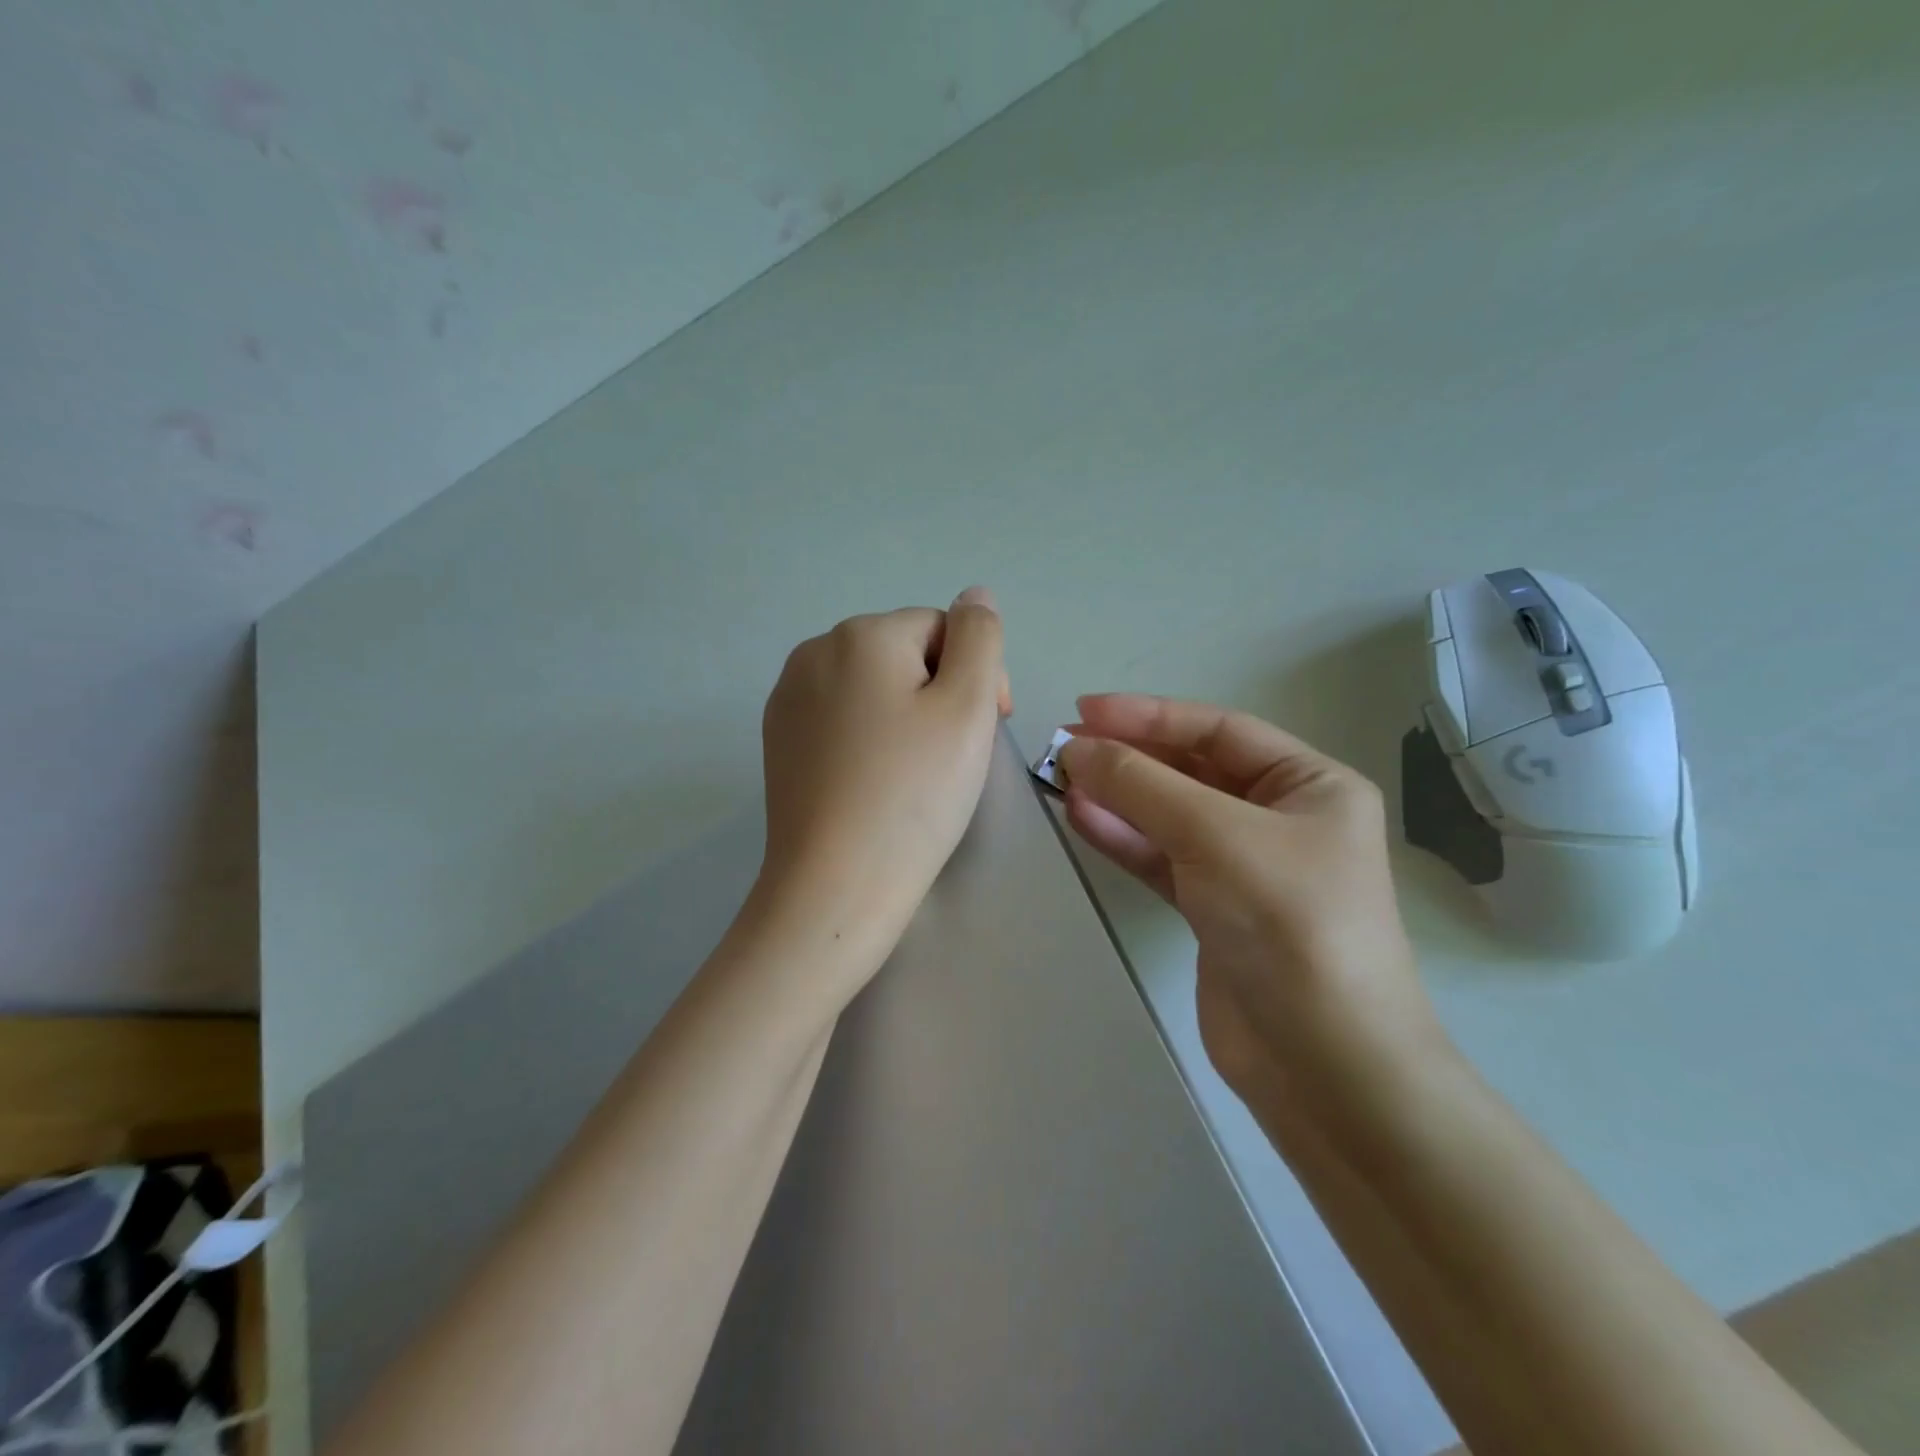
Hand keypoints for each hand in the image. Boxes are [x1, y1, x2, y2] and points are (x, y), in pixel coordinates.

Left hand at [751, 589, 1010, 997]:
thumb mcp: (968, 707)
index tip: (990, 729)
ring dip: (905, 713)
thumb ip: (980, 638)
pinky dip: (868, 737)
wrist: (836, 884)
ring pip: (872, 686)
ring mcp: (788, 697)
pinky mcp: (779, 739)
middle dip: (939, 692)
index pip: (942, 629)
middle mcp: (814, 651)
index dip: (977, 675)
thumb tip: (975, 595)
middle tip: (953, 757)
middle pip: (904, 654)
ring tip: (915, 772)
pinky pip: (841, 717)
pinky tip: (875, 781)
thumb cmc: (914, 794)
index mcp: (861, 635)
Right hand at [1059, 695, 1440, 1106]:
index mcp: (1310, 785)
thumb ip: (1142, 785)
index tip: (1084, 710)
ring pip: (1170, 816)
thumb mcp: (1215, 835)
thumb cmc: (1288, 923)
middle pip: (1191, 771)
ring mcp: (1246, 867)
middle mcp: (1281, 819)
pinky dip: (1123, 837)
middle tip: (1063, 747)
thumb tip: (1074, 749)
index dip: (1149, 715)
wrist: (1323, 1063)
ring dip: (1118, 797)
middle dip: (1129, 758)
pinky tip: (1080, 817)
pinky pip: (1162, 858)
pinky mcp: (1215, 910)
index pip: (1218, 730)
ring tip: (1060, 780)